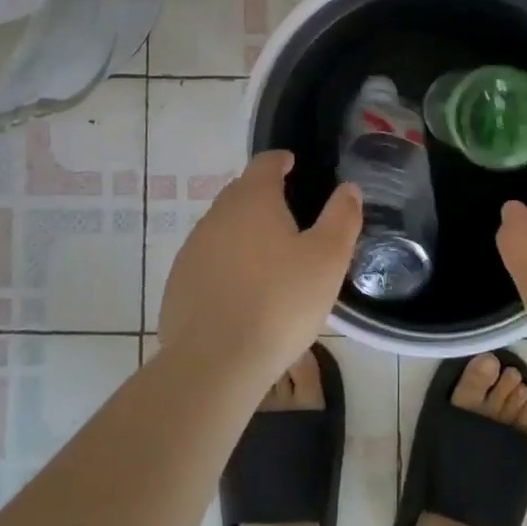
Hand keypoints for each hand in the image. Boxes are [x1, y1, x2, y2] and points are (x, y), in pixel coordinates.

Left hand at [158, 151, 361, 384]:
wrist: (214, 364)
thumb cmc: (279, 303)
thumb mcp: (327, 259)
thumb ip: (341, 218)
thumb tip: (348, 189)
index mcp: (253, 200)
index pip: (265, 163)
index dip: (281, 160)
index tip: (292, 164)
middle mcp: (217, 215)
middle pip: (241, 192)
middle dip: (263, 196)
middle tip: (288, 214)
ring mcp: (192, 249)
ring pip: (223, 227)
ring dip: (243, 232)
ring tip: (268, 257)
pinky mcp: (178, 283)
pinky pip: (208, 260)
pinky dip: (226, 264)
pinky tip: (241, 291)